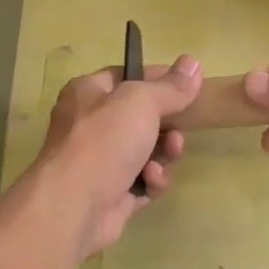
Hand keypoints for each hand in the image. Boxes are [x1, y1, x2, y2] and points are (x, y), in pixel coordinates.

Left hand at [35, 56, 202, 255]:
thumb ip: (170, 86)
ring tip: (168, 155)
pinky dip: (152, 180)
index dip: (158, 80)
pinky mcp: (112, 194)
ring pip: (146, 151)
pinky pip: (143, 181)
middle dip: (167, 125)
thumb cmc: (104, 141)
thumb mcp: (141, 102)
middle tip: (178, 131)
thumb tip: (193, 62)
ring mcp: (100, 161)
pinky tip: (151, 181)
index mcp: (88, 93)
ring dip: (164, 153)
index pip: (127, 76)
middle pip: (141, 117)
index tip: (188, 87)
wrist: (74, 205)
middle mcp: (91, 125)